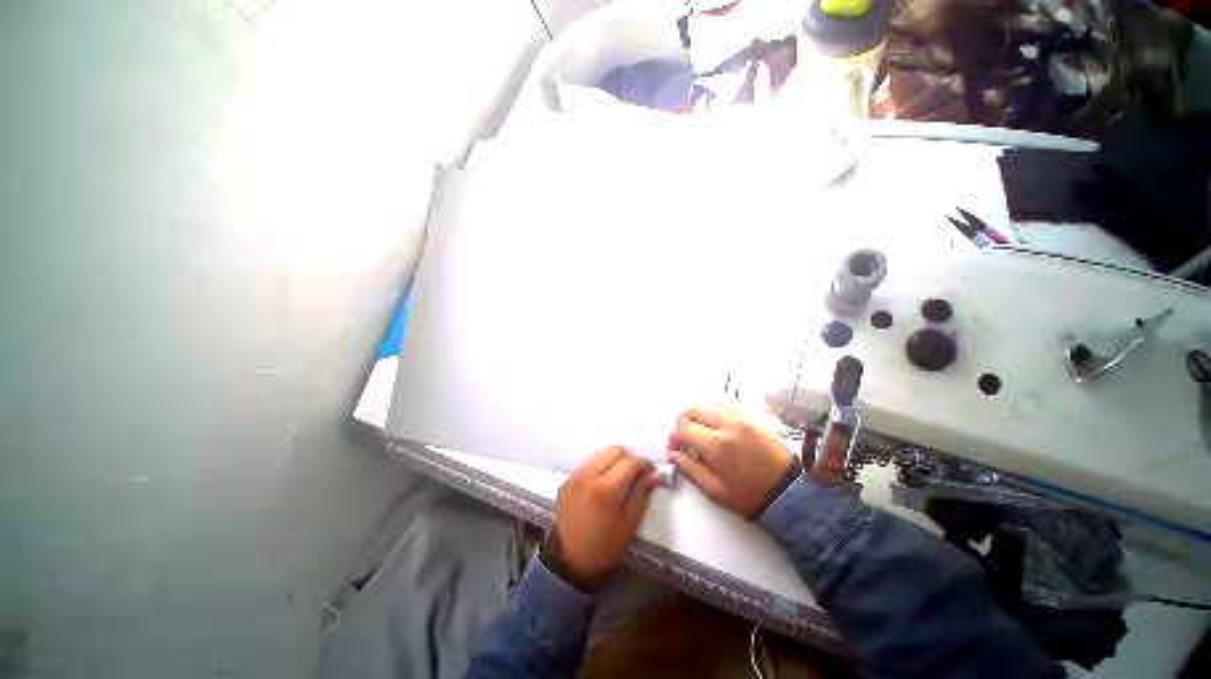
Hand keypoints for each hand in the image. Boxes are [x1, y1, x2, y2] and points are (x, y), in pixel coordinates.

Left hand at [549, 446, 659, 587]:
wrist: (568, 562)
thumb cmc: (604, 547)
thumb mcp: (629, 524)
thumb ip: (642, 494)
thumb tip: (656, 474)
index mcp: (605, 488)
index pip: (630, 461)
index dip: (645, 464)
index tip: (652, 473)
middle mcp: (588, 475)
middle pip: (614, 450)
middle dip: (630, 458)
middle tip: (637, 474)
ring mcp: (575, 476)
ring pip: (600, 454)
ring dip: (614, 460)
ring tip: (621, 477)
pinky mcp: (567, 480)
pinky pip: (588, 464)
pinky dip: (600, 467)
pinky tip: (603, 484)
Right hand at [667, 403, 795, 519]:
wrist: (788, 493)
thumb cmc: (750, 496)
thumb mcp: (714, 490)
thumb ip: (689, 469)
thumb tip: (671, 455)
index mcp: (717, 444)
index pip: (684, 429)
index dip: (674, 438)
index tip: (675, 450)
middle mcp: (728, 424)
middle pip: (694, 409)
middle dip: (682, 421)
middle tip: (683, 437)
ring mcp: (742, 417)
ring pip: (709, 402)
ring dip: (697, 413)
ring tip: (697, 428)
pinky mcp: (753, 416)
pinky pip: (727, 403)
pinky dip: (714, 409)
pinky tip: (714, 422)